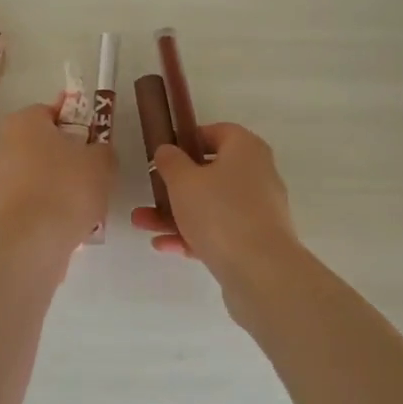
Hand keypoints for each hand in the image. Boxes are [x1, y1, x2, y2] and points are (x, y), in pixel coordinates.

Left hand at [0, 104, 116, 252]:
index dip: (77, 122)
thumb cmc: (68, 187)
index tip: (94, 139)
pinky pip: (30, 200)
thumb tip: (97, 151)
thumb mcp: (102, 161)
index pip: (52, 111)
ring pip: (36, 174)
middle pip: (42, 144)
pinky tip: (66, 221)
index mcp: (24, 121)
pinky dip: (46, 206)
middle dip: (66, 156)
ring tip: (83, 203)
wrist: (33, 240)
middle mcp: (3, 144)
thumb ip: (102, 148)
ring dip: (57, 183)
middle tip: (92, 171)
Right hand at [130, 123, 298, 276]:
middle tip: (149, 192)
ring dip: (175, 213)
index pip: (217, 132)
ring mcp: (258, 210)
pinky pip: (219, 231)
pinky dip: (193, 235)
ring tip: (142, 223)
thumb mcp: (183, 181)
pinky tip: (164, 245)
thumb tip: (167, 150)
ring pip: (211, 205)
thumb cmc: (219, 212)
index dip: (188, 139)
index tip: (165, 153)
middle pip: (211, 172)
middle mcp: (257, 175)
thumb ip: (170, 162)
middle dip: (174, 185)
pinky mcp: (255, 241)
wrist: (260, 271)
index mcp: (246, 149)